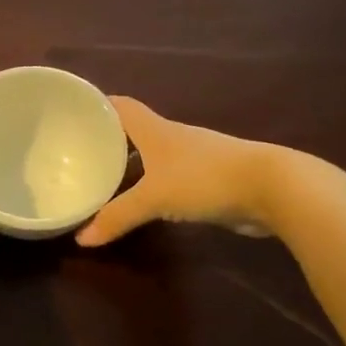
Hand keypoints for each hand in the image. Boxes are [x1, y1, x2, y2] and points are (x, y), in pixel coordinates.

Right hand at [76, 97, 282, 246]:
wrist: (273, 188)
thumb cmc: (205, 179)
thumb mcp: (154, 198)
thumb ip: (118, 217)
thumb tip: (82, 240)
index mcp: (155, 130)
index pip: (120, 107)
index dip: (97, 105)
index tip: (72, 112)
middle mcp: (172, 138)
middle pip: (133, 132)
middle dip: (108, 141)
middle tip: (78, 155)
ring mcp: (193, 158)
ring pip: (151, 157)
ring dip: (130, 166)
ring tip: (102, 182)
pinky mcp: (208, 179)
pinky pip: (169, 179)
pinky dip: (151, 186)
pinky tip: (141, 203)